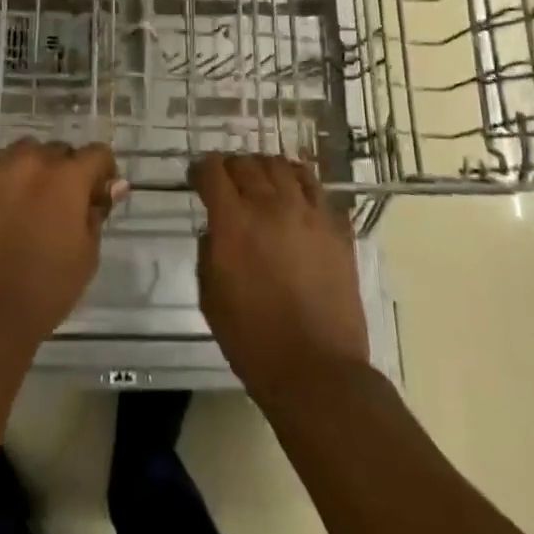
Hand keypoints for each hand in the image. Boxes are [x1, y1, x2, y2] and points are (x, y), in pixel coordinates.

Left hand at [0, 139, 123, 353]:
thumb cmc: (44, 289)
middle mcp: (34, 162)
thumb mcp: (86, 255)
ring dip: (34, 167)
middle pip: (59, 150)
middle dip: (67, 171)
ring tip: (29, 199)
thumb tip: (112, 187)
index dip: (103, 172)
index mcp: (68, 178)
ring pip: (24, 151)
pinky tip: (1, 194)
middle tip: (62, 205)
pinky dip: (0, 169)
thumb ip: (97, 214)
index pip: (97, 153)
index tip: (98, 195)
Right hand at [194, 153, 368, 398]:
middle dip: (231, 167)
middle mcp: (270, 206)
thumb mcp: (210, 296)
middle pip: (247, 163)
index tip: (197, 178)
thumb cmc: (252, 339)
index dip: (200, 170)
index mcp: (233, 222)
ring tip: (261, 183)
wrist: (315, 370)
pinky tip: (294, 195)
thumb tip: (216, 230)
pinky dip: (299, 183)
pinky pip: (316, 188)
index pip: (213, 170)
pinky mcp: (336, 229)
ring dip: (265, 169)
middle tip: (227, 183)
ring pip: (283, 166)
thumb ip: (208, 251)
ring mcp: (309, 214)